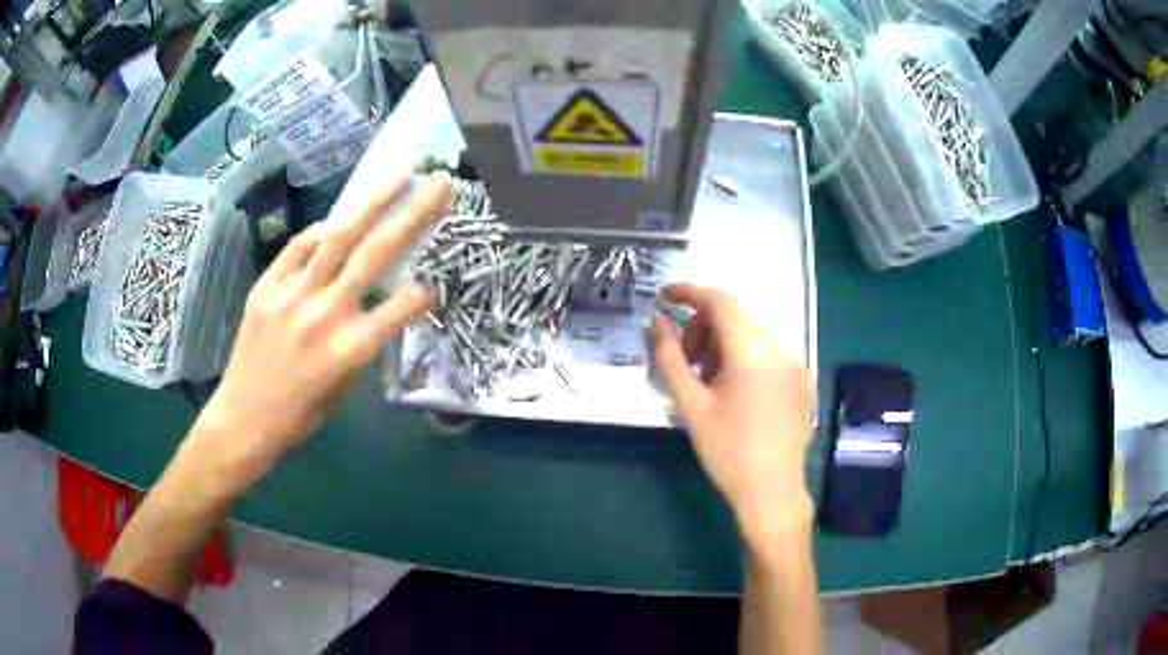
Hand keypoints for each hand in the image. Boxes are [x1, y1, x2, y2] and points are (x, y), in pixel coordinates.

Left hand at [193, 177, 450, 486]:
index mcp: (348, 351)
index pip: (400, 309)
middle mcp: (324, 315)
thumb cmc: (300, 414)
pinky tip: (334, 224)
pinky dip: (319, 232)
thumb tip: (375, 301)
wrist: (244, 417)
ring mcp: (292, 295)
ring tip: (395, 179)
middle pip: (375, 255)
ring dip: (371, 204)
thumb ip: (361, 341)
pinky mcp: (267, 287)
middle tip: (438, 186)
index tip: (433, 285)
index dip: (422, 294)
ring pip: (337, 238)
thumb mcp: (343, 386)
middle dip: (413, 216)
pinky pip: (298, 248)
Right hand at [651, 284, 814, 538]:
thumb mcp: (691, 406)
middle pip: (737, 315)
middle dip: (704, 325)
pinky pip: (768, 350)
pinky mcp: (801, 379)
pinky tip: (733, 387)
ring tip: (706, 377)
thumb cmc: (727, 452)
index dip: (689, 292)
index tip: (664, 297)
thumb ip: (670, 358)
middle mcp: (780, 349)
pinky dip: (744, 354)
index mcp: (753, 353)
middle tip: (684, 358)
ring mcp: (795, 363)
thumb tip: (657, 321)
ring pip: (753, 332)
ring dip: (724, 341)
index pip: (721, 302)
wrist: (771, 491)